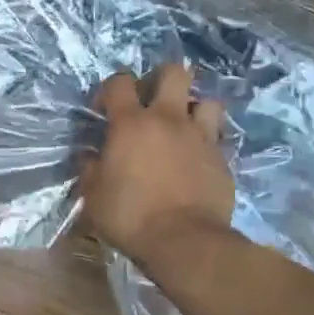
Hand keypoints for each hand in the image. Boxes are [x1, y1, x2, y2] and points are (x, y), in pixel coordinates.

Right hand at [81, 63, 233, 265]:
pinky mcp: (222, 158)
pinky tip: (196, 158)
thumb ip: (92, 169)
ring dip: (193, 108)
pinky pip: (217, 136)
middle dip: (162, 80)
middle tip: (152, 102)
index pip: (119, 82)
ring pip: (206, 100)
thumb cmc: (130, 216)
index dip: (110, 89)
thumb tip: (91, 157)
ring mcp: (200, 137)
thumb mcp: (94, 196)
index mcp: (131, 124)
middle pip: (174, 73)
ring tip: (182, 127)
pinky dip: (206, 141)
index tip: (105, 110)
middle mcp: (168, 119)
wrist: (185, 241)